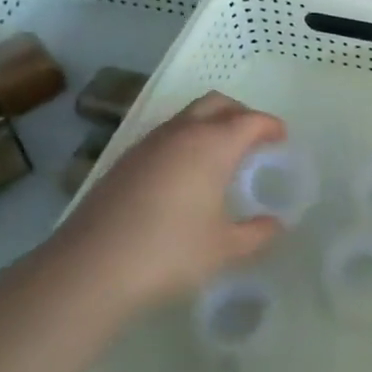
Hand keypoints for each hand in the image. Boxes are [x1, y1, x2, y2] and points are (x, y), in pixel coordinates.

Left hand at [48, 92, 284, 319]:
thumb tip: (275, 225)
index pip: (250, 120)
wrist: (89, 269)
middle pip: (217, 103)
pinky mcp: (123, 162)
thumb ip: (257, 234)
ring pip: (187, 116)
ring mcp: (147, 144)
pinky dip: (184, 142)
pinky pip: (165, 136)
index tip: (281, 138)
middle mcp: (181, 133)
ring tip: (219, 156)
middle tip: (253, 138)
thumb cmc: (169, 253)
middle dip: (240, 113)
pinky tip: (183, 176)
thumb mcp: (224, 249)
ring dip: (209, 124)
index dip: (270, 126)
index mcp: (213, 145)